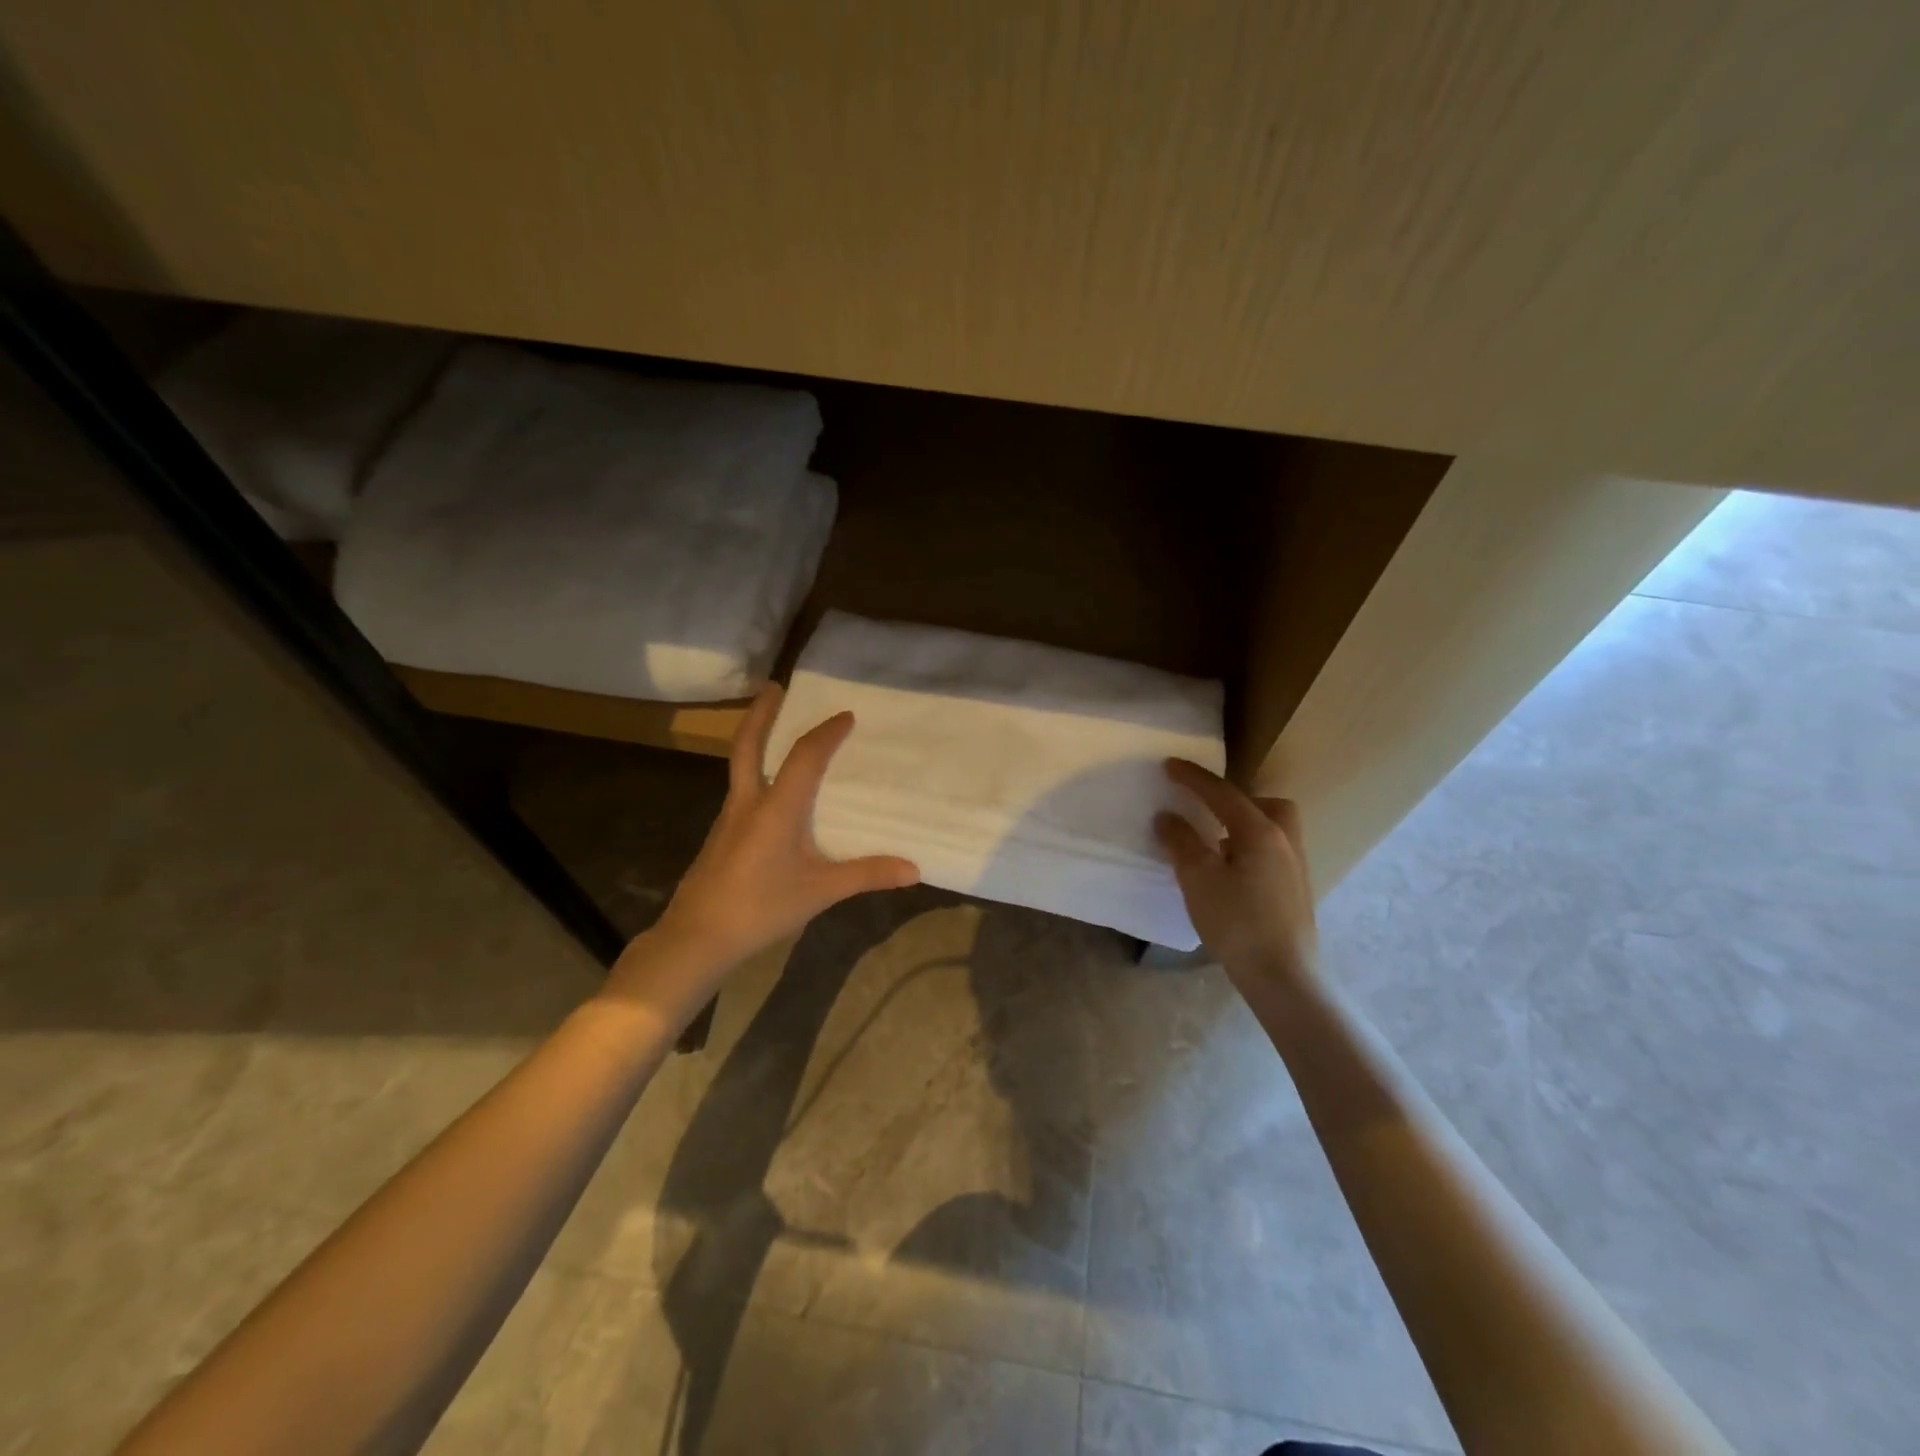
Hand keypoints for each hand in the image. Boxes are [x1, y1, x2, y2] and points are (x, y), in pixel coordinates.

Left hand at [622, 685, 919, 986]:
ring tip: (773, 731)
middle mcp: (748, 802)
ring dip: (755, 740)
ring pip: (739, 765)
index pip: (804, 756)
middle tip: (774, 686)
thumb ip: (866, 875)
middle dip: (761, 712)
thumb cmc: (761, 908)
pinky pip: (741, 790)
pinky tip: (768, 793)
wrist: (697, 937)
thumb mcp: (820, 892)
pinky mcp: (722, 836)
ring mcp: (729, 818)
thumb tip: (914, 869)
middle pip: (748, 745)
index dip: (826, 732)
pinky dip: (754, 773)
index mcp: (776, 807)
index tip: (845, 715)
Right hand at [1154, 759, 1317, 988]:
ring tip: (1216, 843)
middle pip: (1265, 804)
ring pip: (1272, 828)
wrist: (1283, 975)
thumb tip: (1167, 817)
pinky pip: (1272, 850)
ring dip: (1244, 825)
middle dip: (1235, 800)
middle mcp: (1284, 840)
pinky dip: (1251, 847)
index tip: (1169, 765)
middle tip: (1208, 811)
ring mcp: (1295, 866)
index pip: (1222, 793)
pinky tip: (1232, 872)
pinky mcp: (1295, 889)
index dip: (1193, 778)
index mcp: (1260, 831)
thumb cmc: (1237, 922)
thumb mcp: (1198, 879)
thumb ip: (1181, 842)